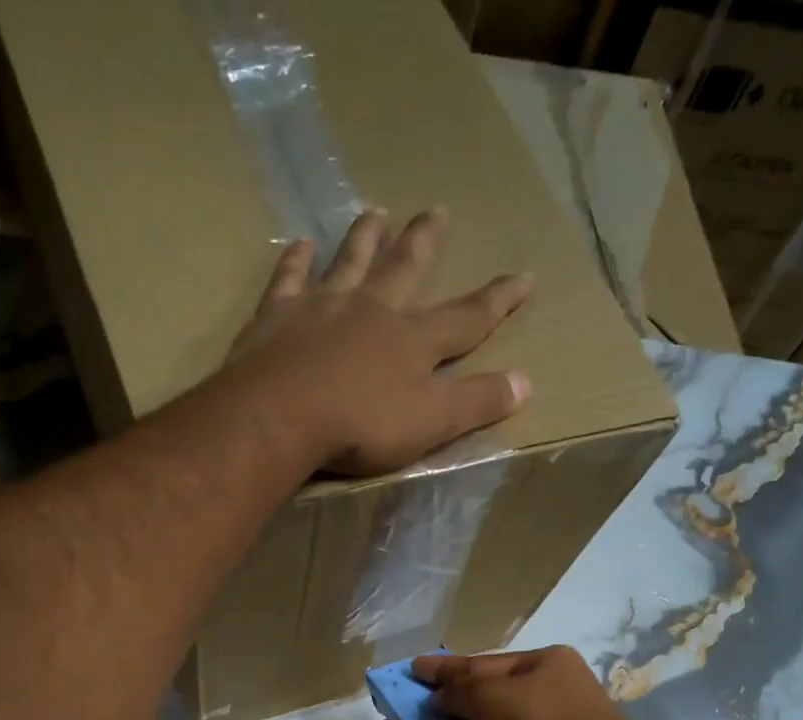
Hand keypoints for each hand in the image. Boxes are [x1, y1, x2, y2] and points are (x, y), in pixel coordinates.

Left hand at [224, 209, 532, 476]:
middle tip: (437, 210)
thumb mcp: (430, 423)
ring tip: (376, 211)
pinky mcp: (277, 317)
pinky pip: (289, 278)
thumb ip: (476, 403)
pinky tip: (300, 244)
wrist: (280, 415)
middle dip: (424, 243)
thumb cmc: (360, 425)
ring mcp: (322, 308)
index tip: (523, 276)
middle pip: (405, 269)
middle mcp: (372, 311)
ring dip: (365, 237)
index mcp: (412, 342)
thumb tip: (525, 383)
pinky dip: (296, 260)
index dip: (497, 300)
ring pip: (350, 262)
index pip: (466, 318)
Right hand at [413, 647, 631, 719]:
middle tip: (422, 704)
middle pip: (494, 691)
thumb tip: (438, 698)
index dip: (445, 668)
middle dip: (458, 699)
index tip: (414, 668)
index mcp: (546, 661)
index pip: (483, 662)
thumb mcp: (488, 697)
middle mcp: (556, 688)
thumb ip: (457, 691)